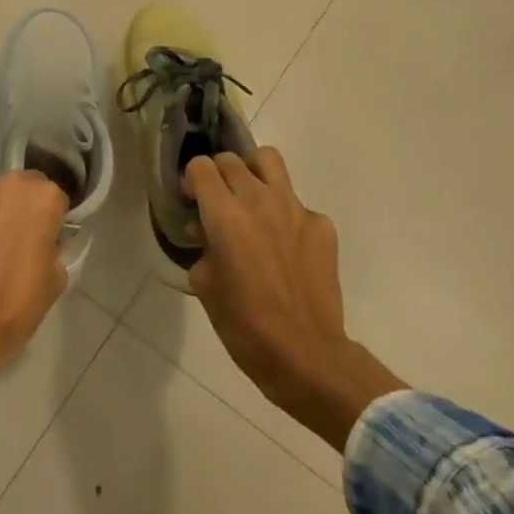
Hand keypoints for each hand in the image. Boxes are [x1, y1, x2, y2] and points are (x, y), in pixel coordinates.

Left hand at [0, 172, 68, 437]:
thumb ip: (52, 249)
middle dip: (26, 208)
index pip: (56, 199)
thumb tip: (43, 244)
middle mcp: (9, 185)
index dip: (54, 220)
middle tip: (24, 240)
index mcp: (43, 198)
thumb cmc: (17, 303)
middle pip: (24, 189)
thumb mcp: (55, 279)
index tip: (50, 239)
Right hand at [185, 149, 404, 448]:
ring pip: (269, 161)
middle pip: (232, 160)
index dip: (192, 179)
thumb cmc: (243, 324)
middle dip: (219, 175)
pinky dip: (285, 214)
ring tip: (251, 200)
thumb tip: (207, 233)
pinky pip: (297, 203)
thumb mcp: (204, 285)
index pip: (201, 166)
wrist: (304, 353)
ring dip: (253, 173)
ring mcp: (295, 209)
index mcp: (224, 214)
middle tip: (218, 203)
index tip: (192, 200)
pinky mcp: (321, 225)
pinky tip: (284, 246)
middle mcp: (259, 200)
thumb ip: (203, 248)